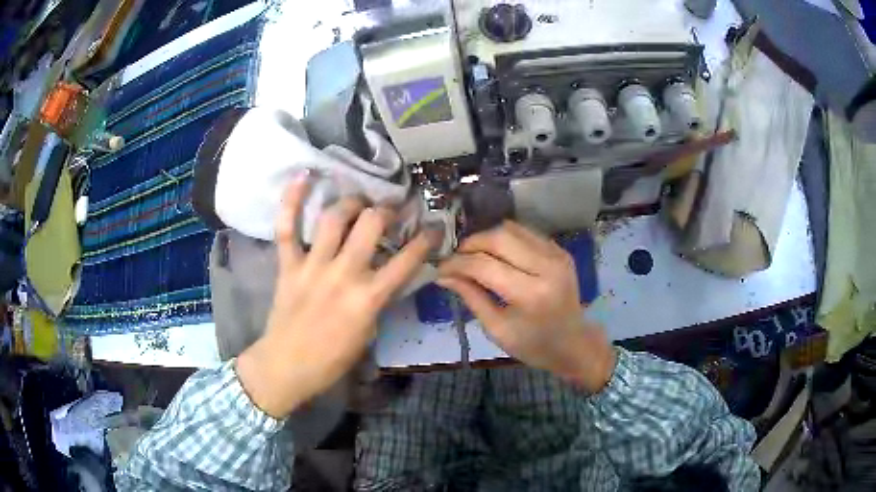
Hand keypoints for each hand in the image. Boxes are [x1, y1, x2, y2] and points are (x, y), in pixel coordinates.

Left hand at [237, 173, 437, 417]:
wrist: (287, 366)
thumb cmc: (331, 360)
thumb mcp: (367, 333)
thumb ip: (377, 300)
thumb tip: (383, 276)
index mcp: (368, 298)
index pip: (407, 260)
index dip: (426, 239)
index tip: (434, 226)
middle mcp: (343, 274)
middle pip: (370, 224)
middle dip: (385, 211)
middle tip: (388, 211)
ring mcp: (312, 266)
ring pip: (333, 218)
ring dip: (350, 202)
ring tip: (357, 201)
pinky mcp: (288, 265)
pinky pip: (287, 228)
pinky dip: (292, 201)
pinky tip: (302, 175)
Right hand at [437, 221, 614, 392]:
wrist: (574, 343)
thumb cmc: (533, 345)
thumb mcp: (496, 329)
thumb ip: (470, 296)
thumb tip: (443, 275)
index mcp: (530, 294)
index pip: (484, 265)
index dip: (457, 264)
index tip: (440, 268)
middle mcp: (546, 267)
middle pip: (499, 237)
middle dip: (471, 244)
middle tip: (456, 258)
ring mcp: (557, 255)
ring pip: (511, 229)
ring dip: (487, 238)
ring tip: (473, 254)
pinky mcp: (560, 250)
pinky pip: (525, 233)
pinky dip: (505, 239)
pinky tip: (496, 254)